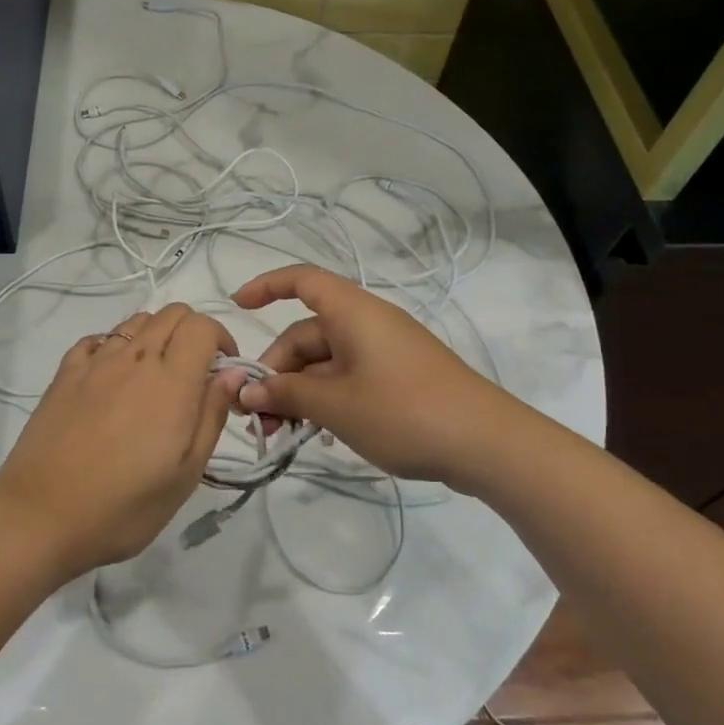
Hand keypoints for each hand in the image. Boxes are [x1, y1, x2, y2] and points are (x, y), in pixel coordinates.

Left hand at [0, 303, 242, 579]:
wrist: (40, 516)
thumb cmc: (123, 506)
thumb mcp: (186, 474)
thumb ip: (212, 415)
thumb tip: (232, 373)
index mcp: (171, 382)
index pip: (202, 326)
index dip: (221, 338)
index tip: (223, 370)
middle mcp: (134, 359)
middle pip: (171, 313)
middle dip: (193, 331)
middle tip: (195, 372)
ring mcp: (95, 363)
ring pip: (135, 321)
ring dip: (156, 335)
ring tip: (156, 376)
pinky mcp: (64, 374)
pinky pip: (97, 339)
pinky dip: (115, 345)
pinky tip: (113, 376)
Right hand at [231, 266, 518, 488]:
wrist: (486, 443)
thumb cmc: (403, 411)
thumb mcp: (336, 405)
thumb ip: (288, 394)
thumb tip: (249, 390)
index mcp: (352, 312)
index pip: (302, 281)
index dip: (266, 286)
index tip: (237, 307)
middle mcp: (367, 323)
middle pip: (307, 334)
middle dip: (278, 372)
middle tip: (259, 417)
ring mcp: (386, 351)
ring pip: (326, 362)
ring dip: (300, 392)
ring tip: (284, 433)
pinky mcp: (399, 378)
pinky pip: (349, 378)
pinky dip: (327, 399)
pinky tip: (319, 433)